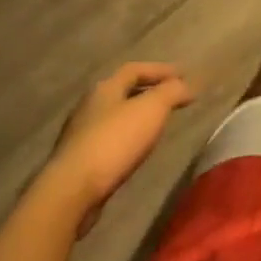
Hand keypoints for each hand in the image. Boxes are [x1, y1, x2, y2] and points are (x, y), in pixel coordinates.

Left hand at [39, 63, 194, 233]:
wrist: (71, 191)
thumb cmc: (114, 142)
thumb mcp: (152, 110)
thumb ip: (172, 92)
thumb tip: (190, 83)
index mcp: (105, 88)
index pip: (135, 69)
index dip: (161, 70)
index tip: (184, 75)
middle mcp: (89, 106)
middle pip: (122, 91)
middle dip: (148, 92)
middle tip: (171, 99)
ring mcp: (79, 135)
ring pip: (114, 117)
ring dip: (136, 117)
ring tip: (157, 125)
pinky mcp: (77, 162)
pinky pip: (108, 141)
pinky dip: (126, 139)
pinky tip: (135, 151)